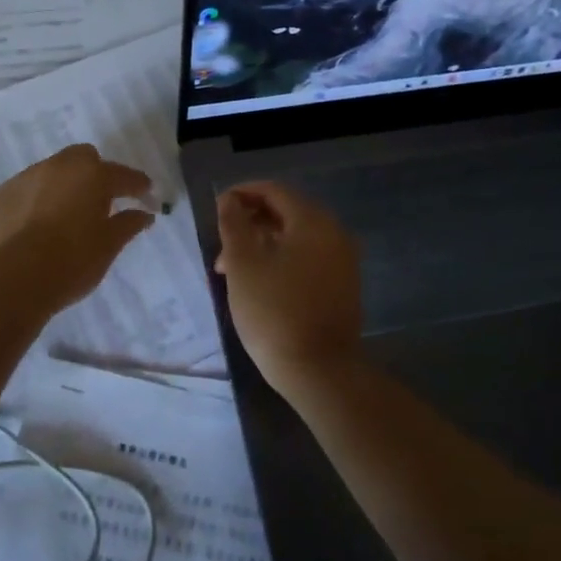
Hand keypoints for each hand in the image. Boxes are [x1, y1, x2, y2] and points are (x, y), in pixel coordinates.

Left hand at [0, 144, 156, 312]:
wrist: (15, 280)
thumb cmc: (72, 262)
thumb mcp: (109, 246)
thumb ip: (128, 224)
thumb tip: (144, 214)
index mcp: (92, 175)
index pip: (123, 175)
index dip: (138, 186)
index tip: (146, 196)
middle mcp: (58, 166)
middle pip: (83, 158)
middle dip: (95, 173)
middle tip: (101, 201)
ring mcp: (25, 178)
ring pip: (51, 172)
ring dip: (62, 186)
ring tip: (64, 216)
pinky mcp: (0, 195)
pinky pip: (25, 191)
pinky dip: (35, 202)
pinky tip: (35, 227)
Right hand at [214, 181, 363, 400]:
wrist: (319, 370)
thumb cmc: (274, 311)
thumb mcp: (243, 264)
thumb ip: (233, 224)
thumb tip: (230, 200)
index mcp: (313, 221)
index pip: (274, 190)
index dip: (242, 194)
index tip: (217, 209)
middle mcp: (334, 233)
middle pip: (286, 213)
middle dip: (250, 224)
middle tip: (221, 248)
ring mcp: (343, 260)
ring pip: (295, 239)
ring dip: (262, 245)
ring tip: (232, 272)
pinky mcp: (343, 285)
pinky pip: (308, 258)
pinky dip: (281, 260)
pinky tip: (259, 283)